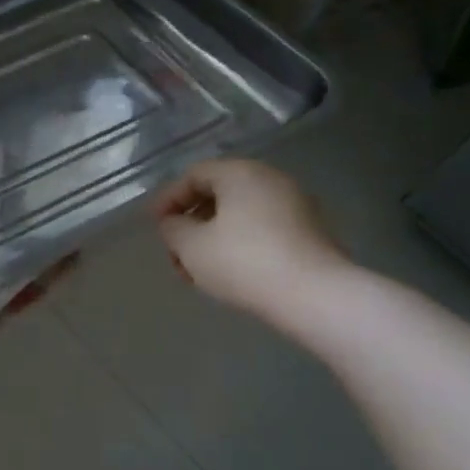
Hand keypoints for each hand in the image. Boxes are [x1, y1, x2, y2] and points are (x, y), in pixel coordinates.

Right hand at [153, 159, 355, 324]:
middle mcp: (270, 180)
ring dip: (212, 238)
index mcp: (240, 173)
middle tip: (174, 253)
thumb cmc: (244, 262)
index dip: (168, 199)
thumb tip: (174, 223)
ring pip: (240, 215)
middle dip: (190, 222)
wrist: (315, 296)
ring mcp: (294, 205)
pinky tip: (228, 274)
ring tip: (197, 271)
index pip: (194, 175)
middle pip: (218, 194)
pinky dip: (238, 245)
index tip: (154, 226)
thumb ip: (173, 228)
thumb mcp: (192, 246)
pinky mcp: (309, 233)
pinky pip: (262, 230)